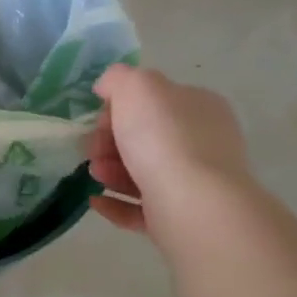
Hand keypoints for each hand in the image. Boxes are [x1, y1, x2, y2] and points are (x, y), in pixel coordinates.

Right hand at [88, 64, 252, 235]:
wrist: (192, 203)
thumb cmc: (164, 137)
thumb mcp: (137, 86)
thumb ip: (119, 78)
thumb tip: (108, 88)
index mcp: (199, 107)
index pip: (155, 100)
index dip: (120, 107)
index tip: (100, 119)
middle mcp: (203, 142)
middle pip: (145, 137)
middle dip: (111, 142)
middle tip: (93, 149)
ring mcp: (195, 183)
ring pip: (142, 172)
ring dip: (110, 170)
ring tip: (95, 175)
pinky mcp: (181, 217)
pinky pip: (141, 208)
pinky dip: (116, 203)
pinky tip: (96, 201)